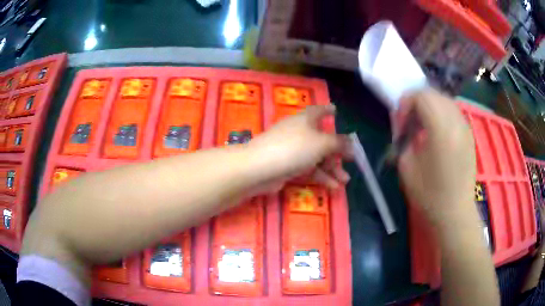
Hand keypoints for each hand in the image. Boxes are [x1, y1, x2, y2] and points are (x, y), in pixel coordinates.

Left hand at [249, 105, 351, 189]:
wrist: (260, 168)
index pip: (318, 110)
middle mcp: (299, 132)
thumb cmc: (294, 148)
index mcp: (306, 119)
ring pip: (316, 157)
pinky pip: (308, 169)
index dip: (328, 110)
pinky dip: (320, 176)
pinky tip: (333, 187)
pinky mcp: (287, 166)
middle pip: (322, 139)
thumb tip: (352, 143)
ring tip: (345, 181)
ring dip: (331, 168)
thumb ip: (339, 143)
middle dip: (337, 151)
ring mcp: (292, 150)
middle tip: (351, 161)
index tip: (336, 111)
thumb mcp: (321, 143)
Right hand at [395, 90, 476, 223]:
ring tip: (422, 126)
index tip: (400, 123)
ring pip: (444, 101)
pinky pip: (453, 112)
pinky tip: (436, 132)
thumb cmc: (429, 195)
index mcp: (440, 128)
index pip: (420, 96)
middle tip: (408, 122)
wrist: (455, 213)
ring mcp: (465, 127)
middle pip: (433, 94)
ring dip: (429, 107)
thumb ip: (405, 139)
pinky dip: (441, 114)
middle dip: (416, 102)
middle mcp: (456, 122)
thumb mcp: (407, 167)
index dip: (405, 104)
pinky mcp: (469, 135)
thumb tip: (407, 128)